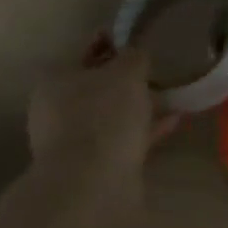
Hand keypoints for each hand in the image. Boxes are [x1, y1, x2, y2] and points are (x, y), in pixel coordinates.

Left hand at [28, 33, 176, 181]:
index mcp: (55, 79)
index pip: (86, 52)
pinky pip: (122, 140)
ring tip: (171, 97)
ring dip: (138, 107)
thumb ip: (134, 57)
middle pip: (97, 86)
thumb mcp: (126, 73)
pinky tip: (172, 122)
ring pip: (111, 115)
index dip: (113, 44)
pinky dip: (144, 130)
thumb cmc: (104, 116)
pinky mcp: (92, 167)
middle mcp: (56, 109)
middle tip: (156, 70)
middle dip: (126, 80)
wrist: (92, 186)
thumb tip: (136, 53)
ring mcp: (72, 141)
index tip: (138, 41)